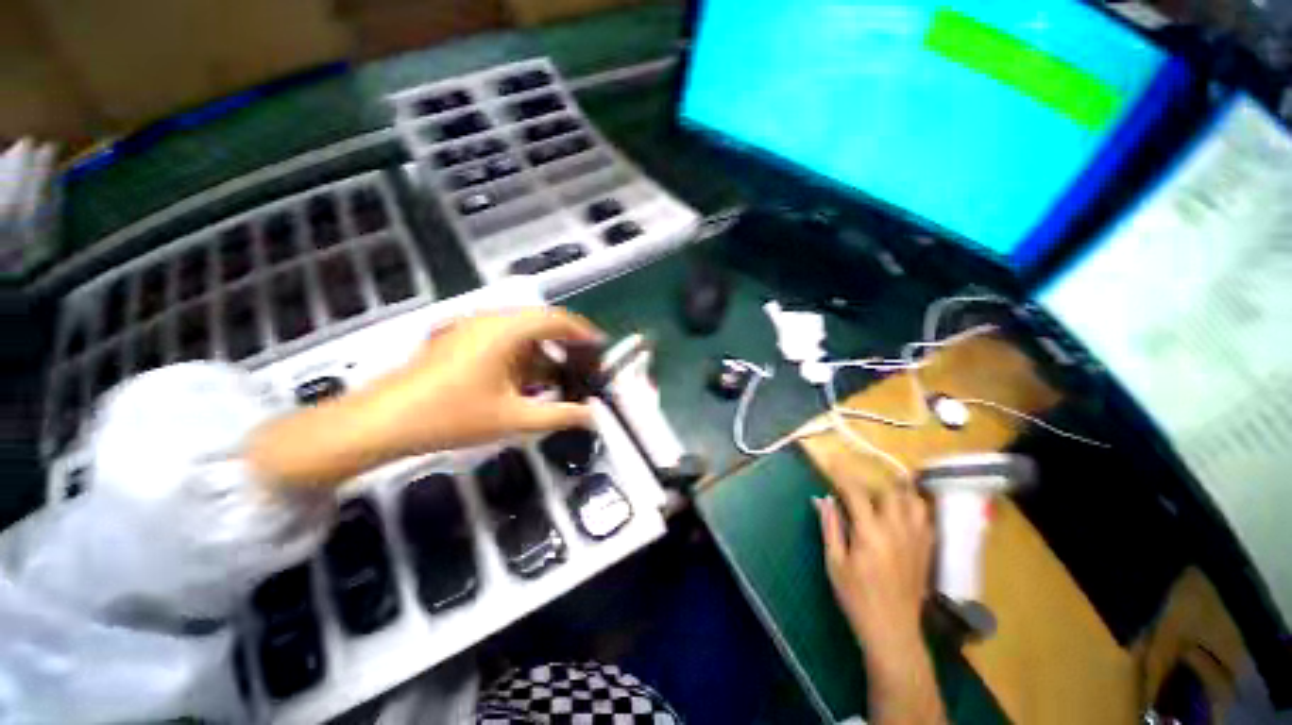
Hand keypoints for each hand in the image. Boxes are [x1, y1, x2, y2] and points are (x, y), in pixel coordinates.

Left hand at [371, 308, 604, 454]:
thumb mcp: (513, 418)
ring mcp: (470, 328)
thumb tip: (593, 416)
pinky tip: (527, 384)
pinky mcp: (458, 340)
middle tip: (582, 368)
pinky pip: (501, 342)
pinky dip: (521, 359)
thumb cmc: (451, 416)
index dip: (582, 332)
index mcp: (505, 330)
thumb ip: (560, 415)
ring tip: (558, 381)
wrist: (382, 422)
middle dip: (564, 347)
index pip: (556, 319)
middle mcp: (489, 320)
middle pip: (539, 324)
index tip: (600, 347)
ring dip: (542, 355)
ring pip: (520, 334)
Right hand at [815, 485, 933, 655]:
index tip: (831, 462)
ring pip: (913, 501)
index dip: (842, 474)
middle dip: (868, 485)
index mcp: (870, 533)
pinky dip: (913, 508)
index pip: (856, 492)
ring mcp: (917, 539)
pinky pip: (925, 518)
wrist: (892, 631)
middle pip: (888, 491)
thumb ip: (830, 526)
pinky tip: (901, 515)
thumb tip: (822, 499)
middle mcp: (897, 530)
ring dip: (895, 493)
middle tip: (854, 492)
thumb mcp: (834, 562)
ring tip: (881, 497)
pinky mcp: (927, 550)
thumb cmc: (856, 597)